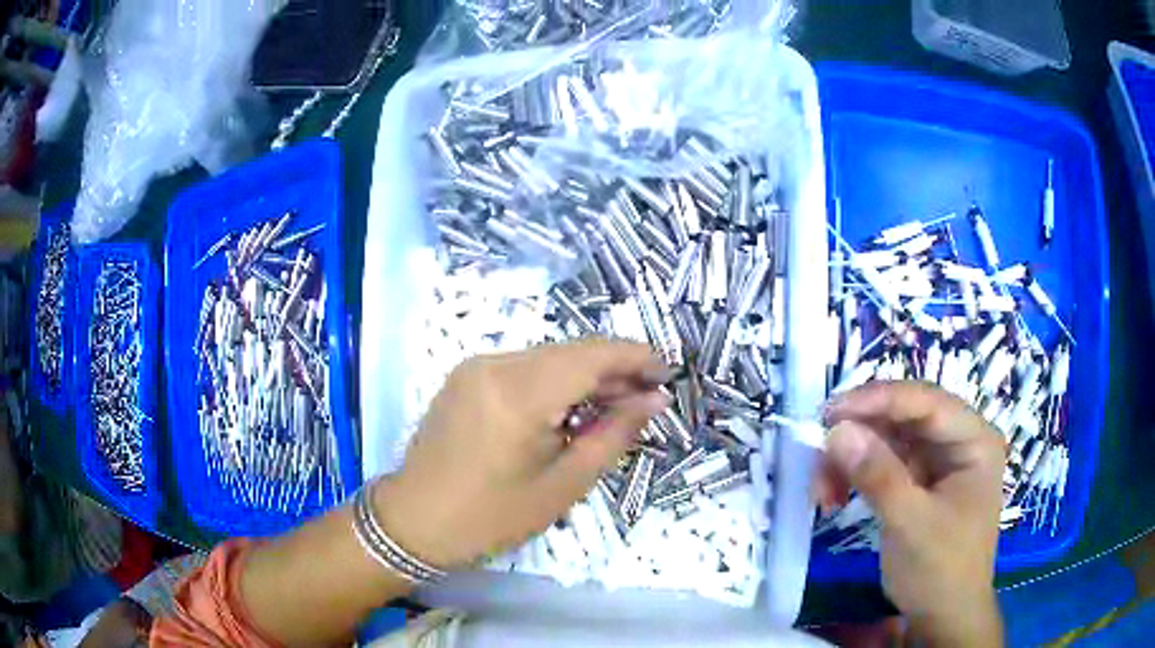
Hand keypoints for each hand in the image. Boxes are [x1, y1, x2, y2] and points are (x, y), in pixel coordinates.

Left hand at [375, 339, 669, 569]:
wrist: (414, 519)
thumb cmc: (490, 516)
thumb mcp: (563, 485)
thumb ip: (613, 435)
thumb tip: (653, 400)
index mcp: (519, 393)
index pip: (593, 355)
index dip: (637, 357)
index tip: (668, 375)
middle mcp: (496, 364)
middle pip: (572, 351)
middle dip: (615, 369)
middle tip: (647, 398)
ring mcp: (476, 365)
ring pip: (550, 356)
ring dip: (586, 375)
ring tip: (615, 407)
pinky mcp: (466, 374)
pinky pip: (525, 367)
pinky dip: (556, 381)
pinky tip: (572, 408)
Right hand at [819, 381, 1005, 646]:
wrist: (942, 616)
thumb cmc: (940, 570)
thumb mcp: (910, 524)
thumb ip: (878, 475)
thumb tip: (836, 431)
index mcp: (974, 440)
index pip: (927, 402)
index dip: (879, 400)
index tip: (831, 412)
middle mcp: (958, 441)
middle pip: (904, 417)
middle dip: (860, 435)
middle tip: (819, 452)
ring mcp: (938, 461)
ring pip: (888, 439)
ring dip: (851, 459)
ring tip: (822, 492)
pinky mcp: (918, 481)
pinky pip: (882, 463)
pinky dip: (855, 476)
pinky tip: (833, 498)